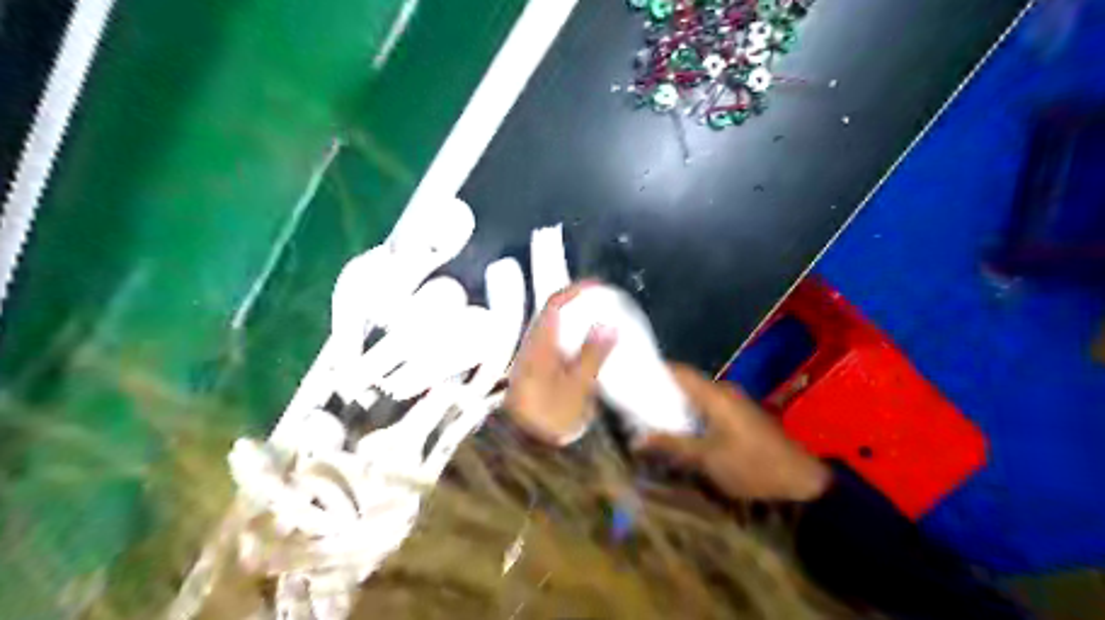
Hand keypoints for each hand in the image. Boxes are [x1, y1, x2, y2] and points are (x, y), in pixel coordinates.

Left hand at [504, 284, 616, 447]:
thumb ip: (592, 355)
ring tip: (600, 319)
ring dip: (575, 320)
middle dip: (576, 303)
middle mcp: (534, 347)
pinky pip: (558, 345)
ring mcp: (535, 360)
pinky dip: (574, 338)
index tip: (597, 285)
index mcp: (539, 345)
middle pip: (554, 314)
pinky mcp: (539, 373)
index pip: (554, 305)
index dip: (574, 290)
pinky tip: (589, 347)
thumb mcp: (576, 387)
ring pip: (556, 330)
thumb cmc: (549, 417)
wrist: (525, 448)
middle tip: (601, 300)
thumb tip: (609, 324)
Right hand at [630, 366, 828, 501]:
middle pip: (686, 383)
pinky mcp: (741, 417)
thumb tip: (636, 439)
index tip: (631, 377)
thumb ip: (672, 444)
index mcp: (715, 394)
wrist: (803, 481)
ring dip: (676, 404)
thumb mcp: (707, 458)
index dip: (654, 370)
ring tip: (650, 416)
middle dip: (661, 390)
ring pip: (697, 396)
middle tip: (635, 402)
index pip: (678, 371)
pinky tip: (679, 429)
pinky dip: (691, 414)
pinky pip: (709, 407)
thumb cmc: (752, 465)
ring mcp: (735, 403)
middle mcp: (724, 391)